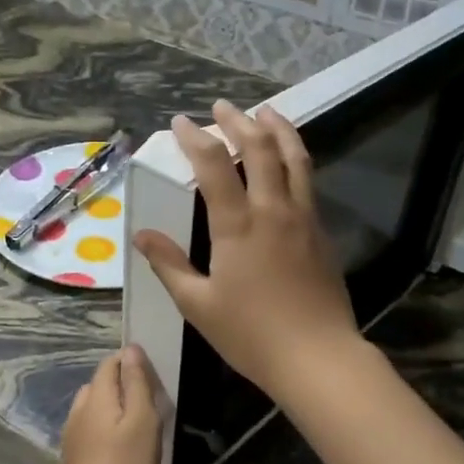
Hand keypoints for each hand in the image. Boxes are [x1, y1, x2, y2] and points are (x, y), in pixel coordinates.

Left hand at [55, 346, 161, 463]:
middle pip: (100, 384)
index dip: (130, 361)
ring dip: (115, 407)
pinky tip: (121, 447)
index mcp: (96, 398)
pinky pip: (92, 430)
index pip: (109, 364)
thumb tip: (131, 349)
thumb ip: (137, 384)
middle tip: (152, 400)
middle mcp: (79, 411)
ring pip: (94, 408)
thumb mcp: (142, 423)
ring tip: (140, 423)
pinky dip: (107, 428)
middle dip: (123, 384)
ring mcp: (73, 436)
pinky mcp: (74, 459)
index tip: (154, 374)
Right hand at [134, 102, 360, 404]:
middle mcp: (273, 210)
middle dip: (239, 121)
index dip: (195, 138)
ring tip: (266, 111)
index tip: (180, 121)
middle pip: (260, 148)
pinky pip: (308, 180)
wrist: (317, 356)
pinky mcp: (321, 232)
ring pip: (294, 157)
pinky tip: (288, 158)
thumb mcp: (198, 304)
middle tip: (222, 107)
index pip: (213, 165)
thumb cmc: (250, 334)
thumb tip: (141, 235)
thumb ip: (169, 264)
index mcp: (237, 226)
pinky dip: (295, 157)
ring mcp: (303, 218)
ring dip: (278, 129)